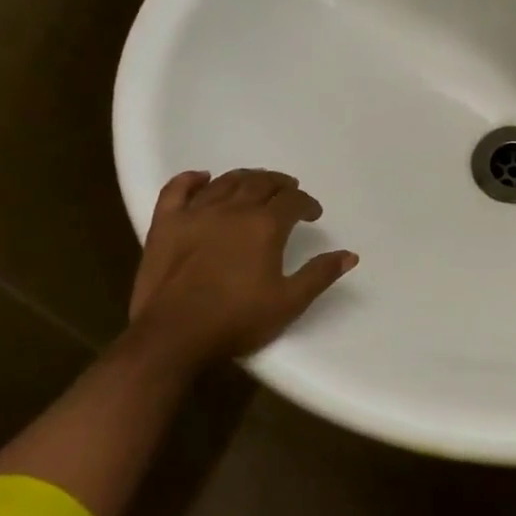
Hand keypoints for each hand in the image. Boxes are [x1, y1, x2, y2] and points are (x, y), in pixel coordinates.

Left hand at [127, 168, 356, 367]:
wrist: (173, 337)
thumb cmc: (237, 320)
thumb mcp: (289, 302)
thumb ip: (320, 274)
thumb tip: (349, 255)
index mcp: (265, 226)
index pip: (293, 201)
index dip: (307, 203)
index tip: (313, 214)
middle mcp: (233, 210)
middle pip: (261, 183)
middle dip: (280, 185)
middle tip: (288, 192)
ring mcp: (196, 214)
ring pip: (226, 182)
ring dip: (246, 178)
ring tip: (256, 183)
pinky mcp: (165, 224)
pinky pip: (177, 189)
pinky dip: (191, 179)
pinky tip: (203, 178)